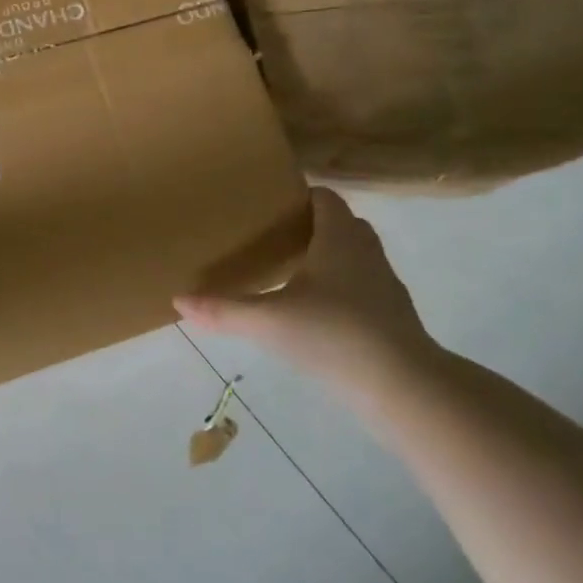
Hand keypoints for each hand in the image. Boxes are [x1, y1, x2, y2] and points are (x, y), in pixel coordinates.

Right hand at [176, 189, 437, 399]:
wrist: (403, 387)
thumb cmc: (334, 335)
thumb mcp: (270, 322)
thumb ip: (224, 310)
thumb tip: (179, 300)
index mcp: (338, 236)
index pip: (323, 197)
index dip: (299, 195)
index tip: (268, 206)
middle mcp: (365, 250)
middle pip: (340, 223)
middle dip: (309, 226)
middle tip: (272, 238)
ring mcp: (384, 283)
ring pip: (353, 255)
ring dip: (327, 257)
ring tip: (290, 272)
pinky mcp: (392, 315)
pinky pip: (362, 286)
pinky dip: (341, 289)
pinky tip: (315, 313)